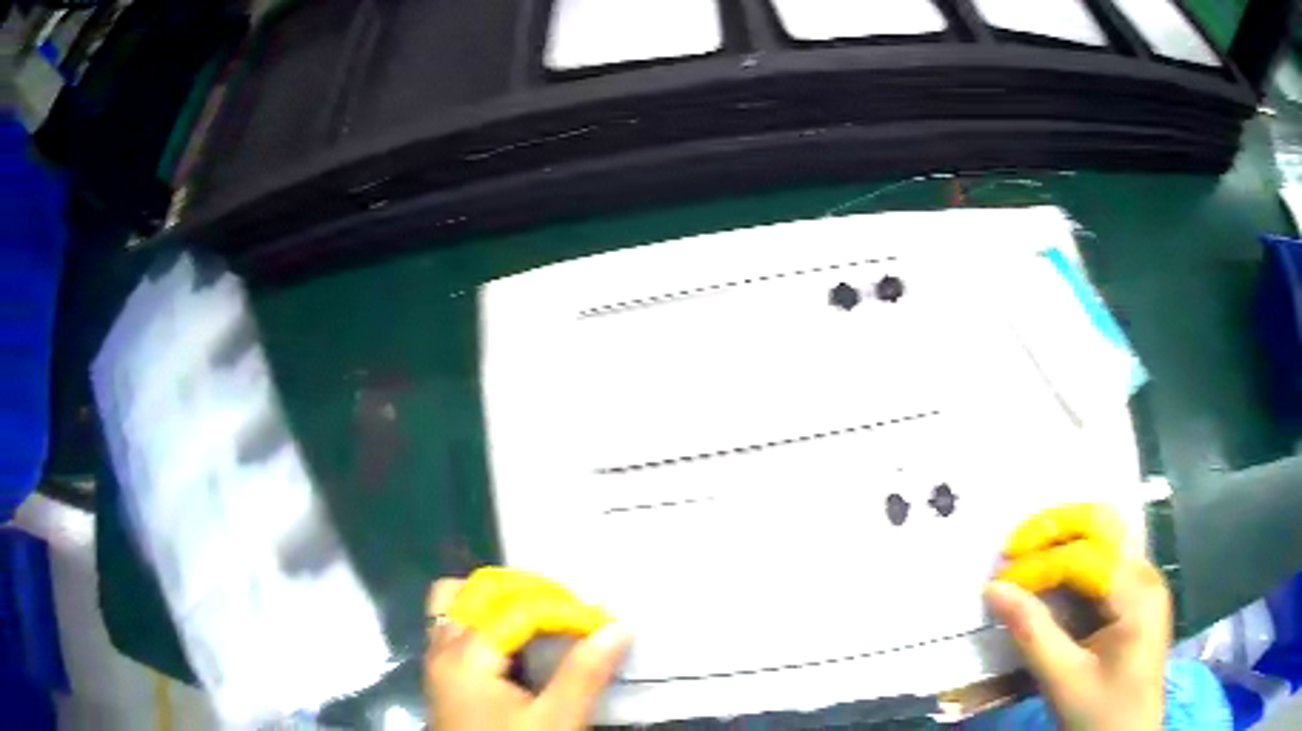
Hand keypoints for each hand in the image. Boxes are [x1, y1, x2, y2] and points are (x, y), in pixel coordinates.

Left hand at [426, 567, 631, 730]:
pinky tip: (514, 635)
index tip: (602, 622)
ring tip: (543, 614)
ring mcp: (436, 656)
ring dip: (502, 596)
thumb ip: (583, 674)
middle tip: (574, 612)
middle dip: (534, 590)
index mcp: (467, 657)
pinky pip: (454, 618)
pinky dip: (484, 613)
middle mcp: (443, 646)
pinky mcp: (441, 669)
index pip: (519, 607)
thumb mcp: (555, 722)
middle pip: (483, 589)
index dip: (565, 609)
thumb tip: (617, 628)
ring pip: (459, 598)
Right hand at [985, 504, 1171, 730]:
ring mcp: (1145, 582)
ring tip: (1027, 555)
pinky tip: (1051, 577)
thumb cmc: (1101, 715)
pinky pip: (1105, 561)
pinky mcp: (1137, 596)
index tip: (998, 584)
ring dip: (1064, 539)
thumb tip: (994, 591)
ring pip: (1105, 536)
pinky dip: (1074, 560)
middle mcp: (1146, 575)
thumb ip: (1033, 635)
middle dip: (1055, 528)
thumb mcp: (1065, 682)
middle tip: (1013, 548)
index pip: (1084, 559)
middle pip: (1103, 526)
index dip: (1038, 567)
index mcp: (1138, 595)